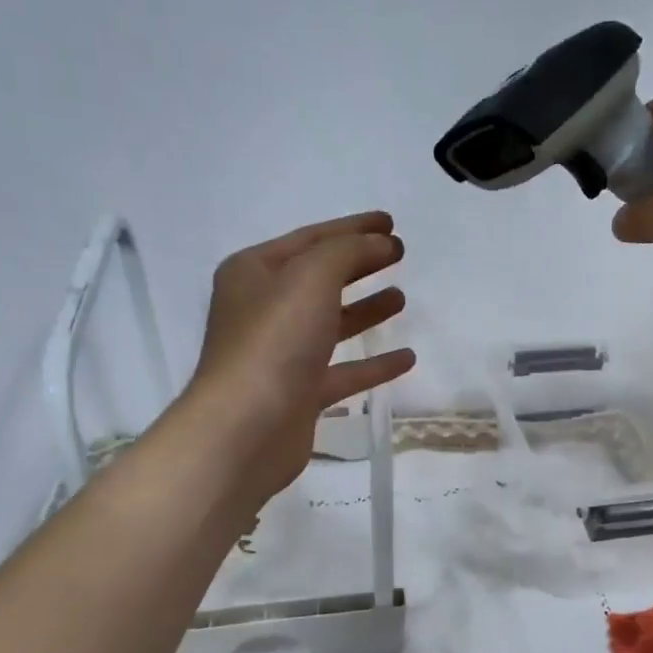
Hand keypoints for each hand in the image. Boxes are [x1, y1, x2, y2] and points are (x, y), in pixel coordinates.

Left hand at [185, 212, 414, 505]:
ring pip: (331, 324)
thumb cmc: (275, 341)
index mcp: (254, 273)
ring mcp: (281, 355)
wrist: (246, 429)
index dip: (353, 228)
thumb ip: (348, 251)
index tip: (391, 224)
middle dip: (359, 264)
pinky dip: (373, 364)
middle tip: (399, 254)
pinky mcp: (299, 394)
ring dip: (366, 310)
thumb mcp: (311, 277)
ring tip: (401, 298)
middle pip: (320, 279)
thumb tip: (379, 243)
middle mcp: (263, 310)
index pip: (311, 239)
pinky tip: (407, 358)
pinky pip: (343, 371)